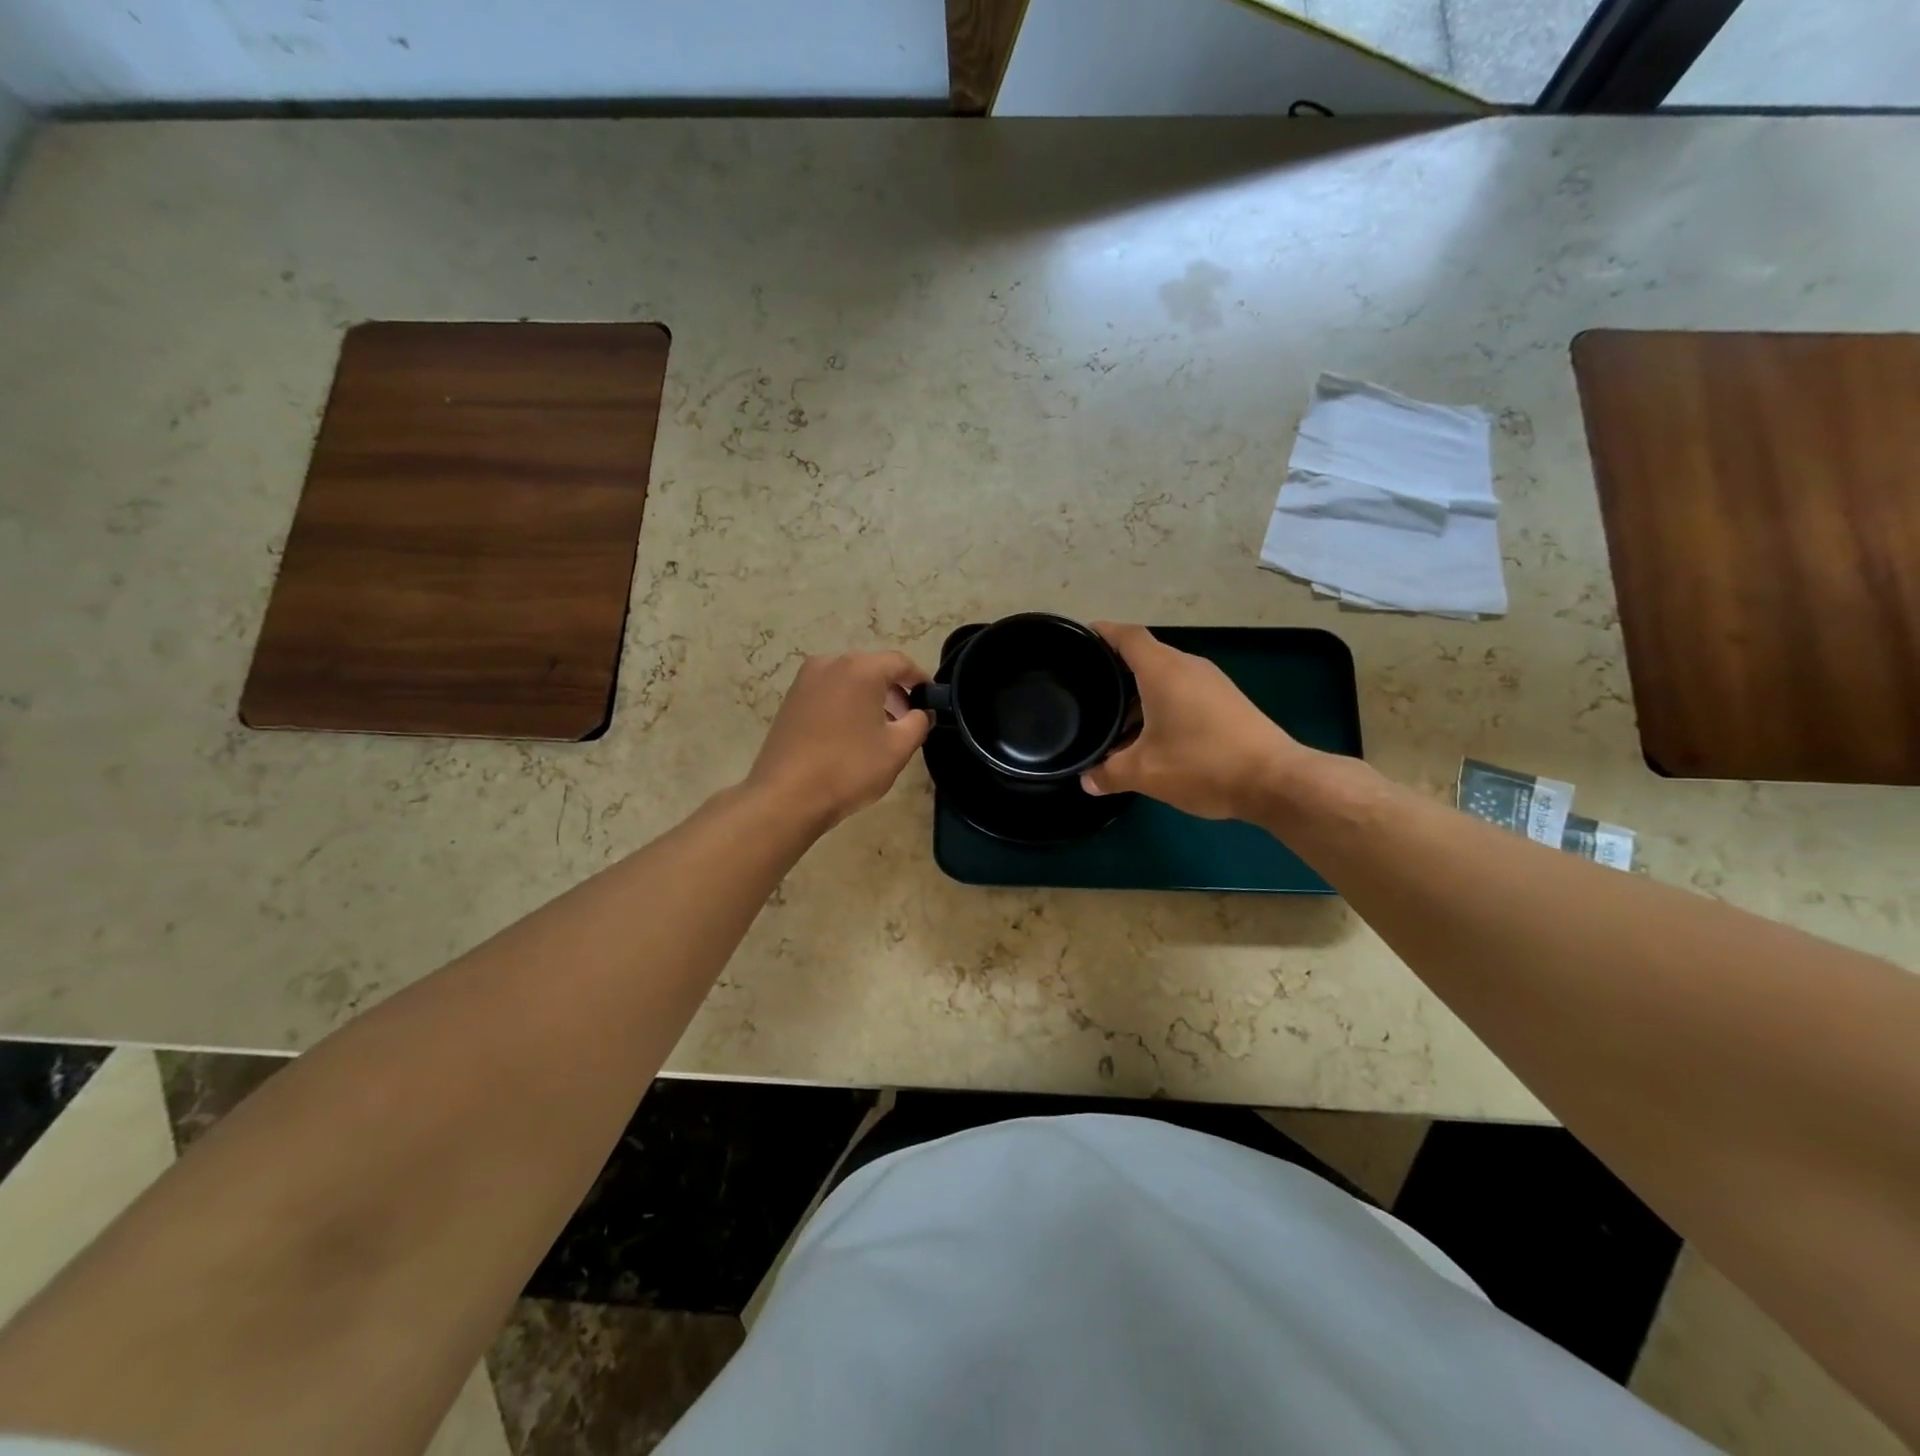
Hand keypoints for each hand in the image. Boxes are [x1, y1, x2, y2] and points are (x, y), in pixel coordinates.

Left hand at [747, 651, 932, 829]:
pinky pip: (828, 692)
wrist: (787, 796)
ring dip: (869, 698)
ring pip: (848, 680)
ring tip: (880, 729)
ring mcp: (805, 680)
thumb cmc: (849, 768)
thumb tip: (921, 713)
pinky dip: (845, 704)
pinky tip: (850, 734)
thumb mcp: (897, 749)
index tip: (931, 700)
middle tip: (907, 718)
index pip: (900, 663)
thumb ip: (918, 723)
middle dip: (894, 690)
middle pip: (872, 668)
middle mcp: (830, 664)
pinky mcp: (790, 700)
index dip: (920, 679)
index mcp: (860, 669)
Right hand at [1081, 623, 1312, 819]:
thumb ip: (1109, 774)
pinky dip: (1162, 705)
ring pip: (1165, 677)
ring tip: (1115, 722)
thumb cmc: (1203, 765)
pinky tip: (1152, 736)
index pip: (1128, 636)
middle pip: (1145, 656)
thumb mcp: (1145, 773)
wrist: (1275, 780)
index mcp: (1163, 670)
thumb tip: (1087, 780)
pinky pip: (1184, 692)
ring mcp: (1212, 683)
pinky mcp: (1227, 702)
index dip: (1103, 633)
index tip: (1080, 638)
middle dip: (1115, 671)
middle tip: (1088, 690)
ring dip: (1139, 694)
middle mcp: (1188, 667)